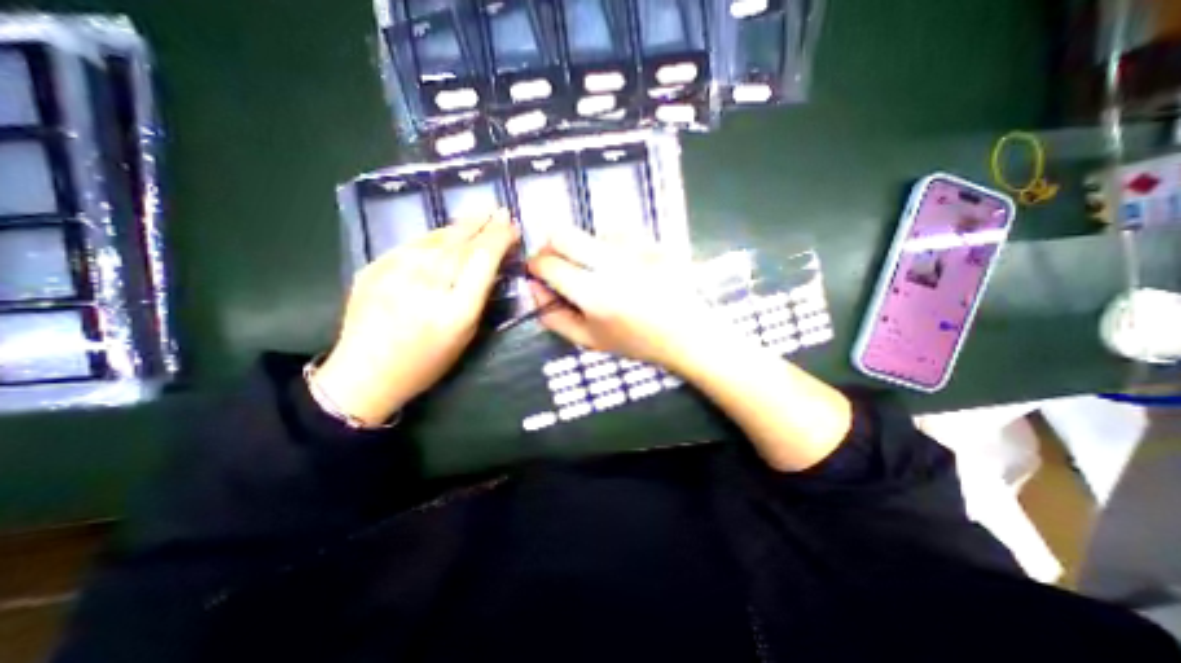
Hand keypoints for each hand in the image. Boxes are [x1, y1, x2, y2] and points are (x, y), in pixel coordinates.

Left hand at [313, 211, 517, 425]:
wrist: (365, 373)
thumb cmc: (426, 362)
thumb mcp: (465, 335)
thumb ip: (477, 297)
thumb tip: (489, 265)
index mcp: (455, 310)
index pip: (483, 260)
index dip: (500, 238)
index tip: (512, 227)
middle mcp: (426, 286)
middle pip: (461, 243)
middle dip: (484, 224)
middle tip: (499, 211)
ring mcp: (395, 273)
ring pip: (436, 238)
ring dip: (461, 225)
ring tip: (478, 215)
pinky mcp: (374, 267)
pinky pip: (413, 244)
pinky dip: (434, 237)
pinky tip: (446, 233)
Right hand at [526, 224, 736, 374]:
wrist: (688, 332)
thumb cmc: (636, 341)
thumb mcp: (589, 340)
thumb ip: (553, 316)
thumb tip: (534, 286)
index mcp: (594, 294)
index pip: (548, 263)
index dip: (536, 265)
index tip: (539, 272)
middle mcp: (611, 263)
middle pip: (562, 234)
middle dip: (551, 247)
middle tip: (559, 265)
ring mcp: (634, 248)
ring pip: (589, 232)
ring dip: (584, 249)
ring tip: (601, 272)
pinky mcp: (651, 240)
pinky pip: (616, 234)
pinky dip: (609, 247)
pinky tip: (624, 266)